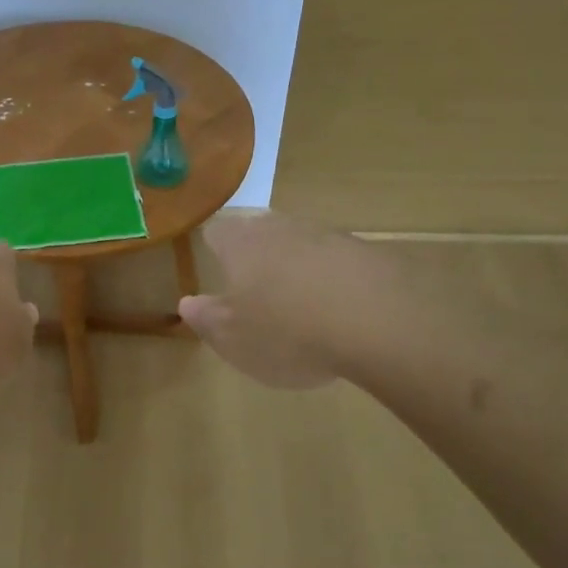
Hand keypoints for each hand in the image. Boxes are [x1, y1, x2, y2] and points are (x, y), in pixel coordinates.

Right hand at [179, 212, 390, 388]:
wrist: (378, 322)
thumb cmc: (287, 333)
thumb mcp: (233, 338)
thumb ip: (207, 318)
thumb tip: (189, 302)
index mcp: (242, 245)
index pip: (217, 233)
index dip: (213, 249)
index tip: (215, 269)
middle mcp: (282, 229)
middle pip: (259, 232)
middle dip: (255, 256)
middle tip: (254, 289)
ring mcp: (328, 236)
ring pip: (301, 244)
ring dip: (296, 267)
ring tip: (299, 304)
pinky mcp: (367, 252)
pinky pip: (337, 262)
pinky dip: (332, 280)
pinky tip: (340, 311)